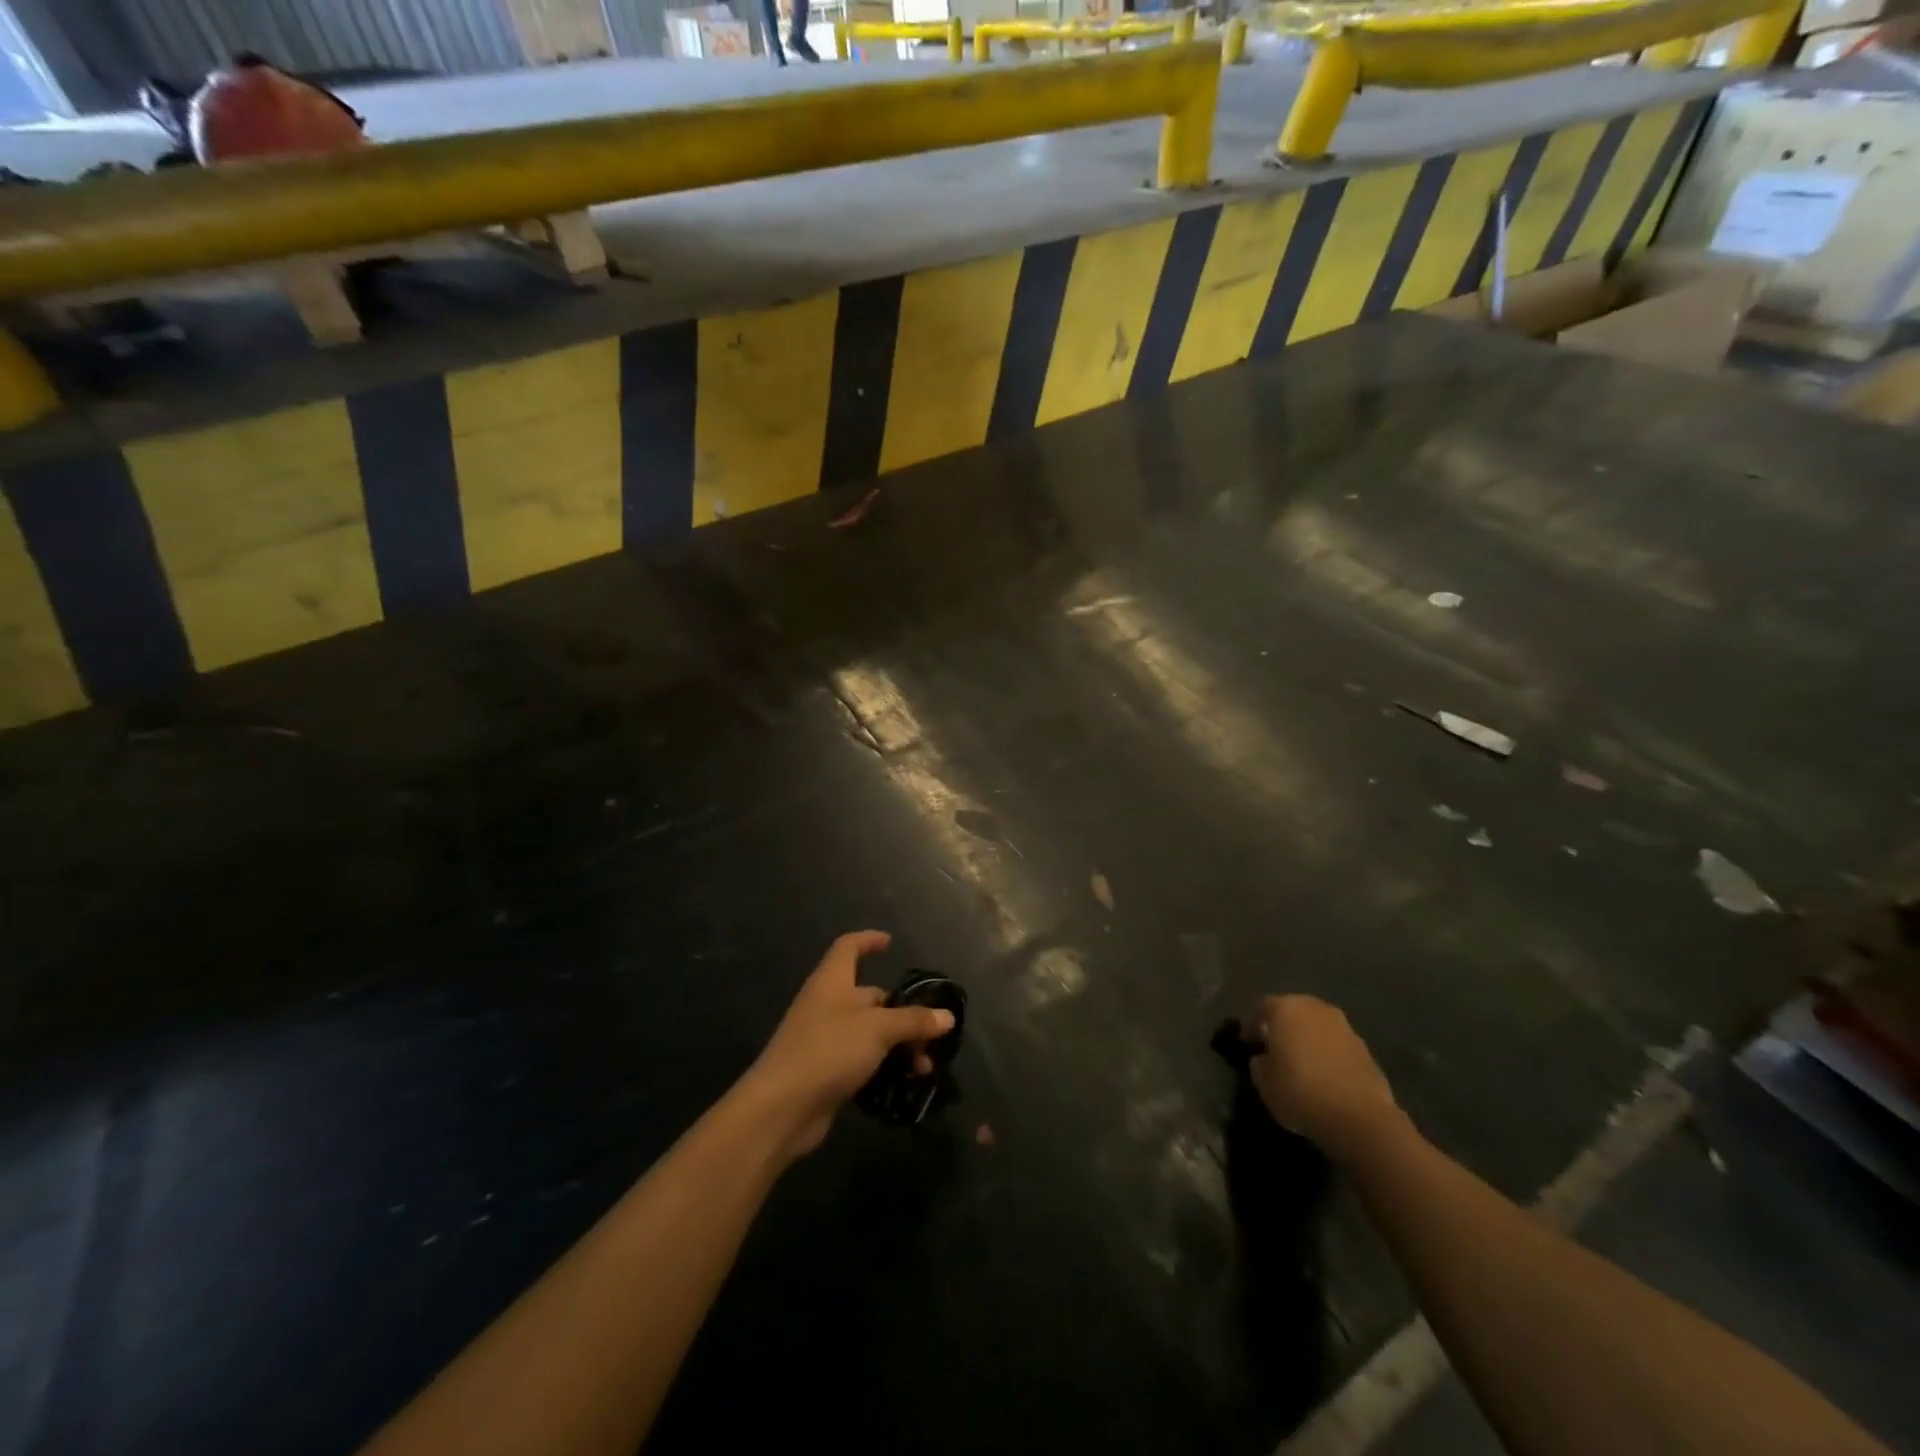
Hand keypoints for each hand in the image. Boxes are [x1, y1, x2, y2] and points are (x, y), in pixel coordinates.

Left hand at [745, 931, 954, 1159]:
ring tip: (924, 1068)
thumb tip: (947, 1017)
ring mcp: (825, 1040)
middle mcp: (827, 1005)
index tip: (890, 942)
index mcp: (832, 981)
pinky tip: (904, 1084)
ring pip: (870, 1033)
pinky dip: (883, 1068)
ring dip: (898, 1046)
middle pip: (870, 997)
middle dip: (903, 1012)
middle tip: (932, 1033)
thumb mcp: (878, 1029)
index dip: (868, 940)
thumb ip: (913, 1021)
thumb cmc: (828, 1050)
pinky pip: (862, 1061)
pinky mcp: (826, 1072)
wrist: (780, 1109)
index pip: (848, 947)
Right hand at [1246, 995, 1401, 1159]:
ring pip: (1316, 1028)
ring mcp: (1344, 1027)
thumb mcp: (1263, 1081)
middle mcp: (1315, 1009)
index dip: (1251, 1027)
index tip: (1247, 1044)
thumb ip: (1259, 1062)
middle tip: (1273, 1049)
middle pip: (1292, 1012)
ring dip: (1307, 1041)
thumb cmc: (1300, 1092)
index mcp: (1286, 1008)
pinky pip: (1336, 1046)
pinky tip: (1323, 1077)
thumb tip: (1265, 1058)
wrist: (1359, 1118)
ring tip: (1300, 1065)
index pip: (1261, 1008)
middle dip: (1282, 1028)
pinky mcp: (1366, 1050)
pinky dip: (1327, 1056)